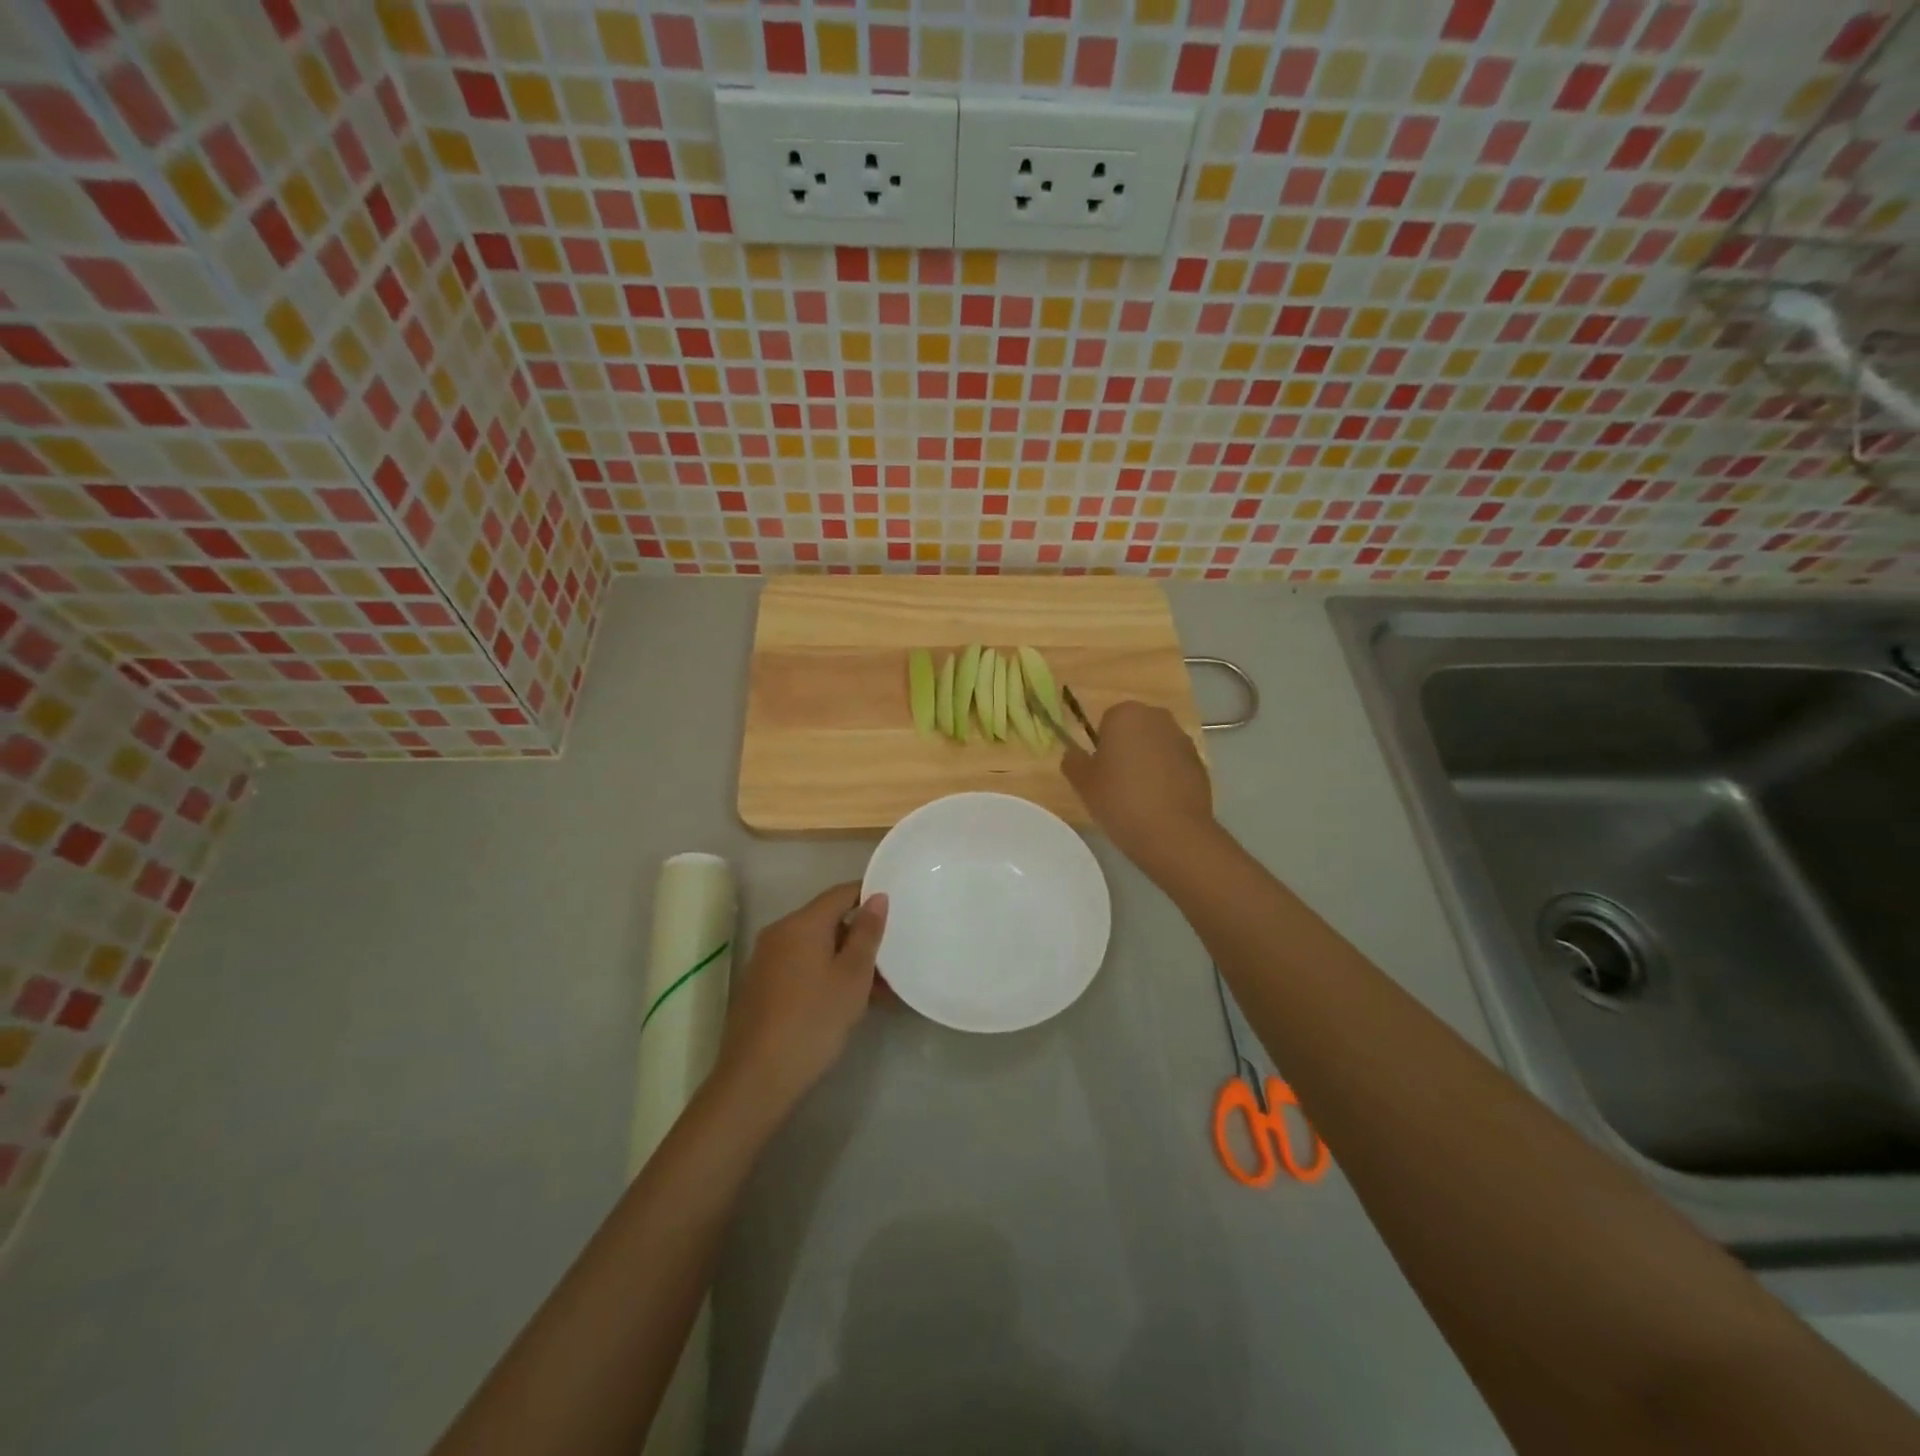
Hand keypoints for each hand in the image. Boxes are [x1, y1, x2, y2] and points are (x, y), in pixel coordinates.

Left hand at [717, 882, 887, 1105]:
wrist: (757, 1078)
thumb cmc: (814, 1020)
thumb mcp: (853, 976)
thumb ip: (867, 933)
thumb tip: (877, 897)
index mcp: (801, 923)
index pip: (840, 893)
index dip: (869, 895)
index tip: (896, 909)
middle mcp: (779, 933)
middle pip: (827, 921)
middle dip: (860, 937)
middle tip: (892, 959)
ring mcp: (766, 960)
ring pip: (815, 948)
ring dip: (846, 960)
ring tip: (879, 990)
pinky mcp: (761, 986)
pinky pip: (801, 967)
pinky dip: (825, 974)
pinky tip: (846, 1003)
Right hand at [1061, 702, 1215, 868]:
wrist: (1173, 833)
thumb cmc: (1120, 800)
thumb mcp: (1082, 783)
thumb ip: (1073, 761)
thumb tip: (1074, 754)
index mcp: (1126, 714)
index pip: (1106, 721)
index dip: (1101, 746)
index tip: (1100, 771)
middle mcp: (1157, 718)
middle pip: (1134, 729)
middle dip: (1126, 748)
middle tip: (1116, 782)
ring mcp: (1183, 740)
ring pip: (1155, 746)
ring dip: (1147, 761)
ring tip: (1139, 796)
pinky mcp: (1200, 763)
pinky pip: (1174, 764)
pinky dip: (1166, 776)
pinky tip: (1160, 803)